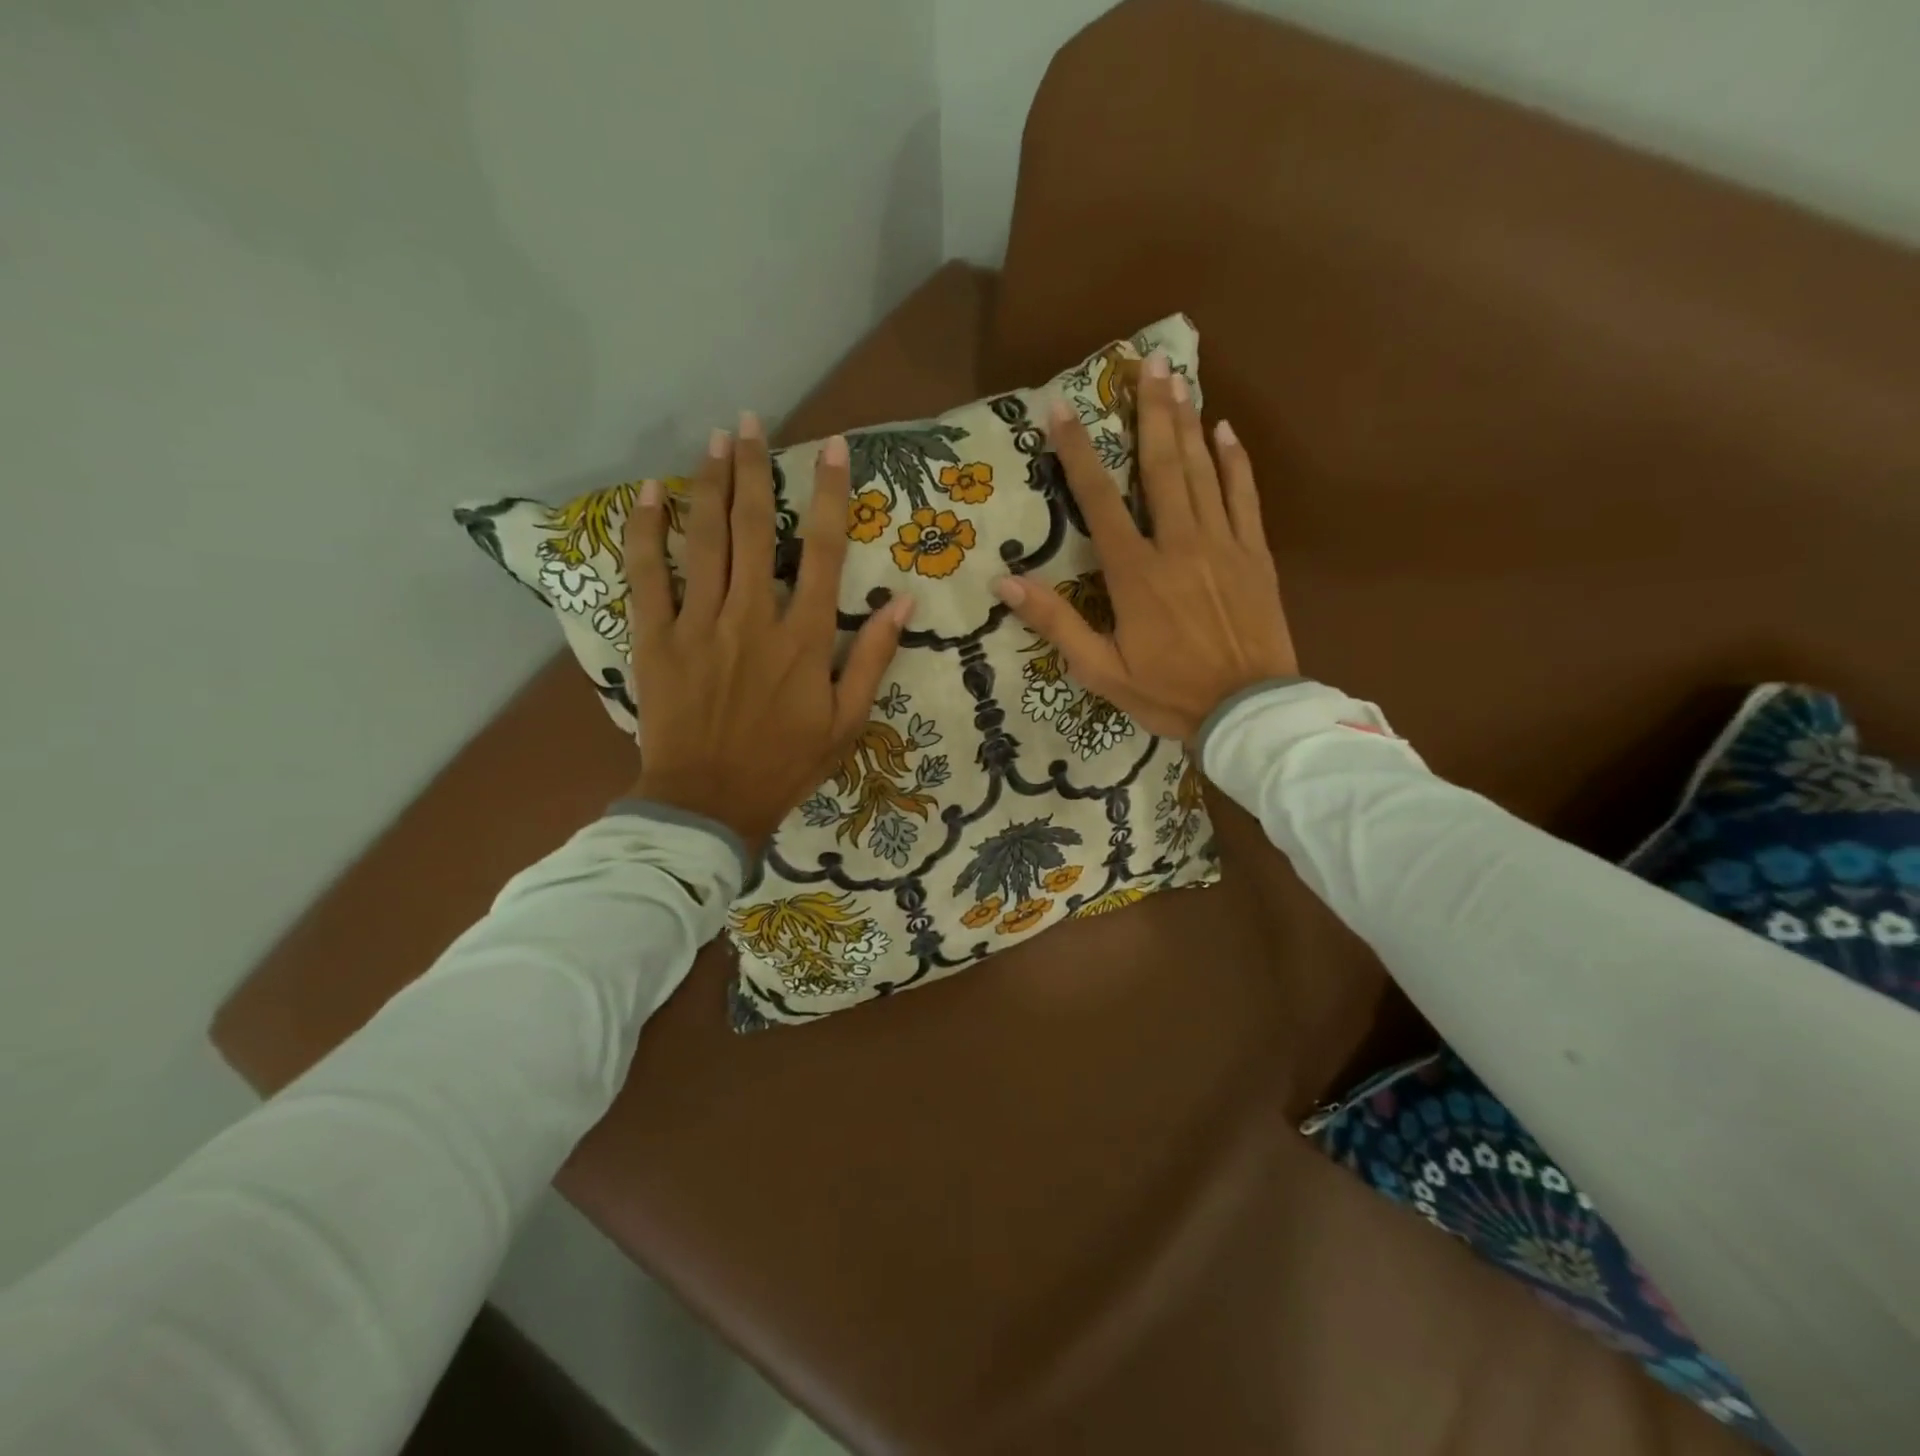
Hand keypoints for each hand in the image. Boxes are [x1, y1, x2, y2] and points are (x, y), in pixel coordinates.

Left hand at [623, 413, 915, 854]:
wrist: (710, 803)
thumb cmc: (786, 765)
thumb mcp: (848, 722)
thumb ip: (873, 659)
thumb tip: (902, 602)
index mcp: (805, 639)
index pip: (826, 553)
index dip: (831, 497)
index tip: (832, 450)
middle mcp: (754, 618)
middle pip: (757, 531)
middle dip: (757, 471)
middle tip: (751, 423)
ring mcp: (700, 625)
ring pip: (706, 541)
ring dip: (710, 485)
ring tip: (714, 440)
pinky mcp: (656, 638)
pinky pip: (648, 575)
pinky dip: (646, 531)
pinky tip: (648, 494)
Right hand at [993, 355, 1297, 744]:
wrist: (1248, 712)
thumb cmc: (1168, 694)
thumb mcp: (1100, 671)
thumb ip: (1056, 623)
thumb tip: (1005, 583)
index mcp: (1135, 574)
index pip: (1099, 502)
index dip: (1078, 454)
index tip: (1062, 409)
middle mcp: (1178, 546)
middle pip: (1161, 468)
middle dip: (1150, 413)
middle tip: (1147, 363)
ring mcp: (1223, 546)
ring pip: (1202, 472)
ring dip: (1188, 422)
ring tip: (1178, 378)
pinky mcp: (1256, 556)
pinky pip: (1244, 497)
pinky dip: (1235, 461)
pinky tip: (1226, 430)